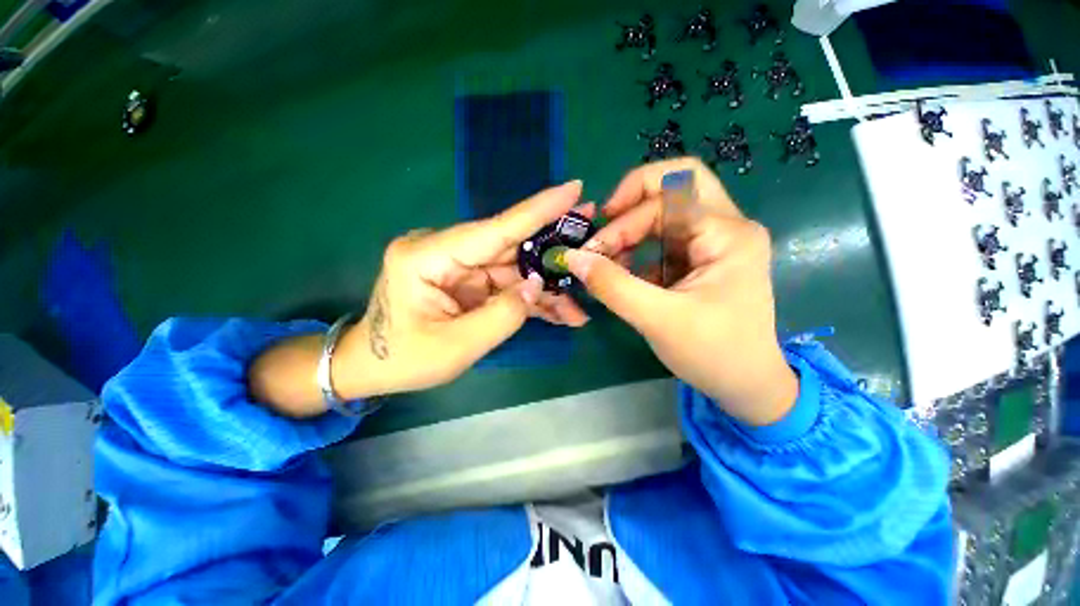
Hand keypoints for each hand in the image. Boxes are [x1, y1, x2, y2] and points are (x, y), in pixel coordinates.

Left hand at [333, 180, 591, 398]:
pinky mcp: (467, 281)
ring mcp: (457, 266)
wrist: (373, 368)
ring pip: (514, 269)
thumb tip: (538, 286)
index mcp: (428, 256)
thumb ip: (503, 315)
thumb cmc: (404, 359)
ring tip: (578, 303)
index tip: (573, 190)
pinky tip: (557, 312)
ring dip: (545, 288)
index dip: (537, 210)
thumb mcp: (456, 346)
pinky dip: (530, 299)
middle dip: (552, 254)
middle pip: (511, 248)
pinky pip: (506, 285)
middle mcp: (444, 251)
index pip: (494, 229)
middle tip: (591, 246)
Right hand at [564, 158, 797, 425]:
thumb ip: (612, 286)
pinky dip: (637, 248)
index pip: (668, 195)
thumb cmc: (713, 353)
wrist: (747, 385)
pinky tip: (621, 269)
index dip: (624, 219)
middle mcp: (726, 227)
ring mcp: (714, 242)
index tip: (594, 250)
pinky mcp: (701, 259)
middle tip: (602, 232)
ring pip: (665, 212)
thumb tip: (573, 258)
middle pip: (673, 186)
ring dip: (631, 229)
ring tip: (606, 257)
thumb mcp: (658, 319)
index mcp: (727, 234)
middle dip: (630, 205)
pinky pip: (663, 238)